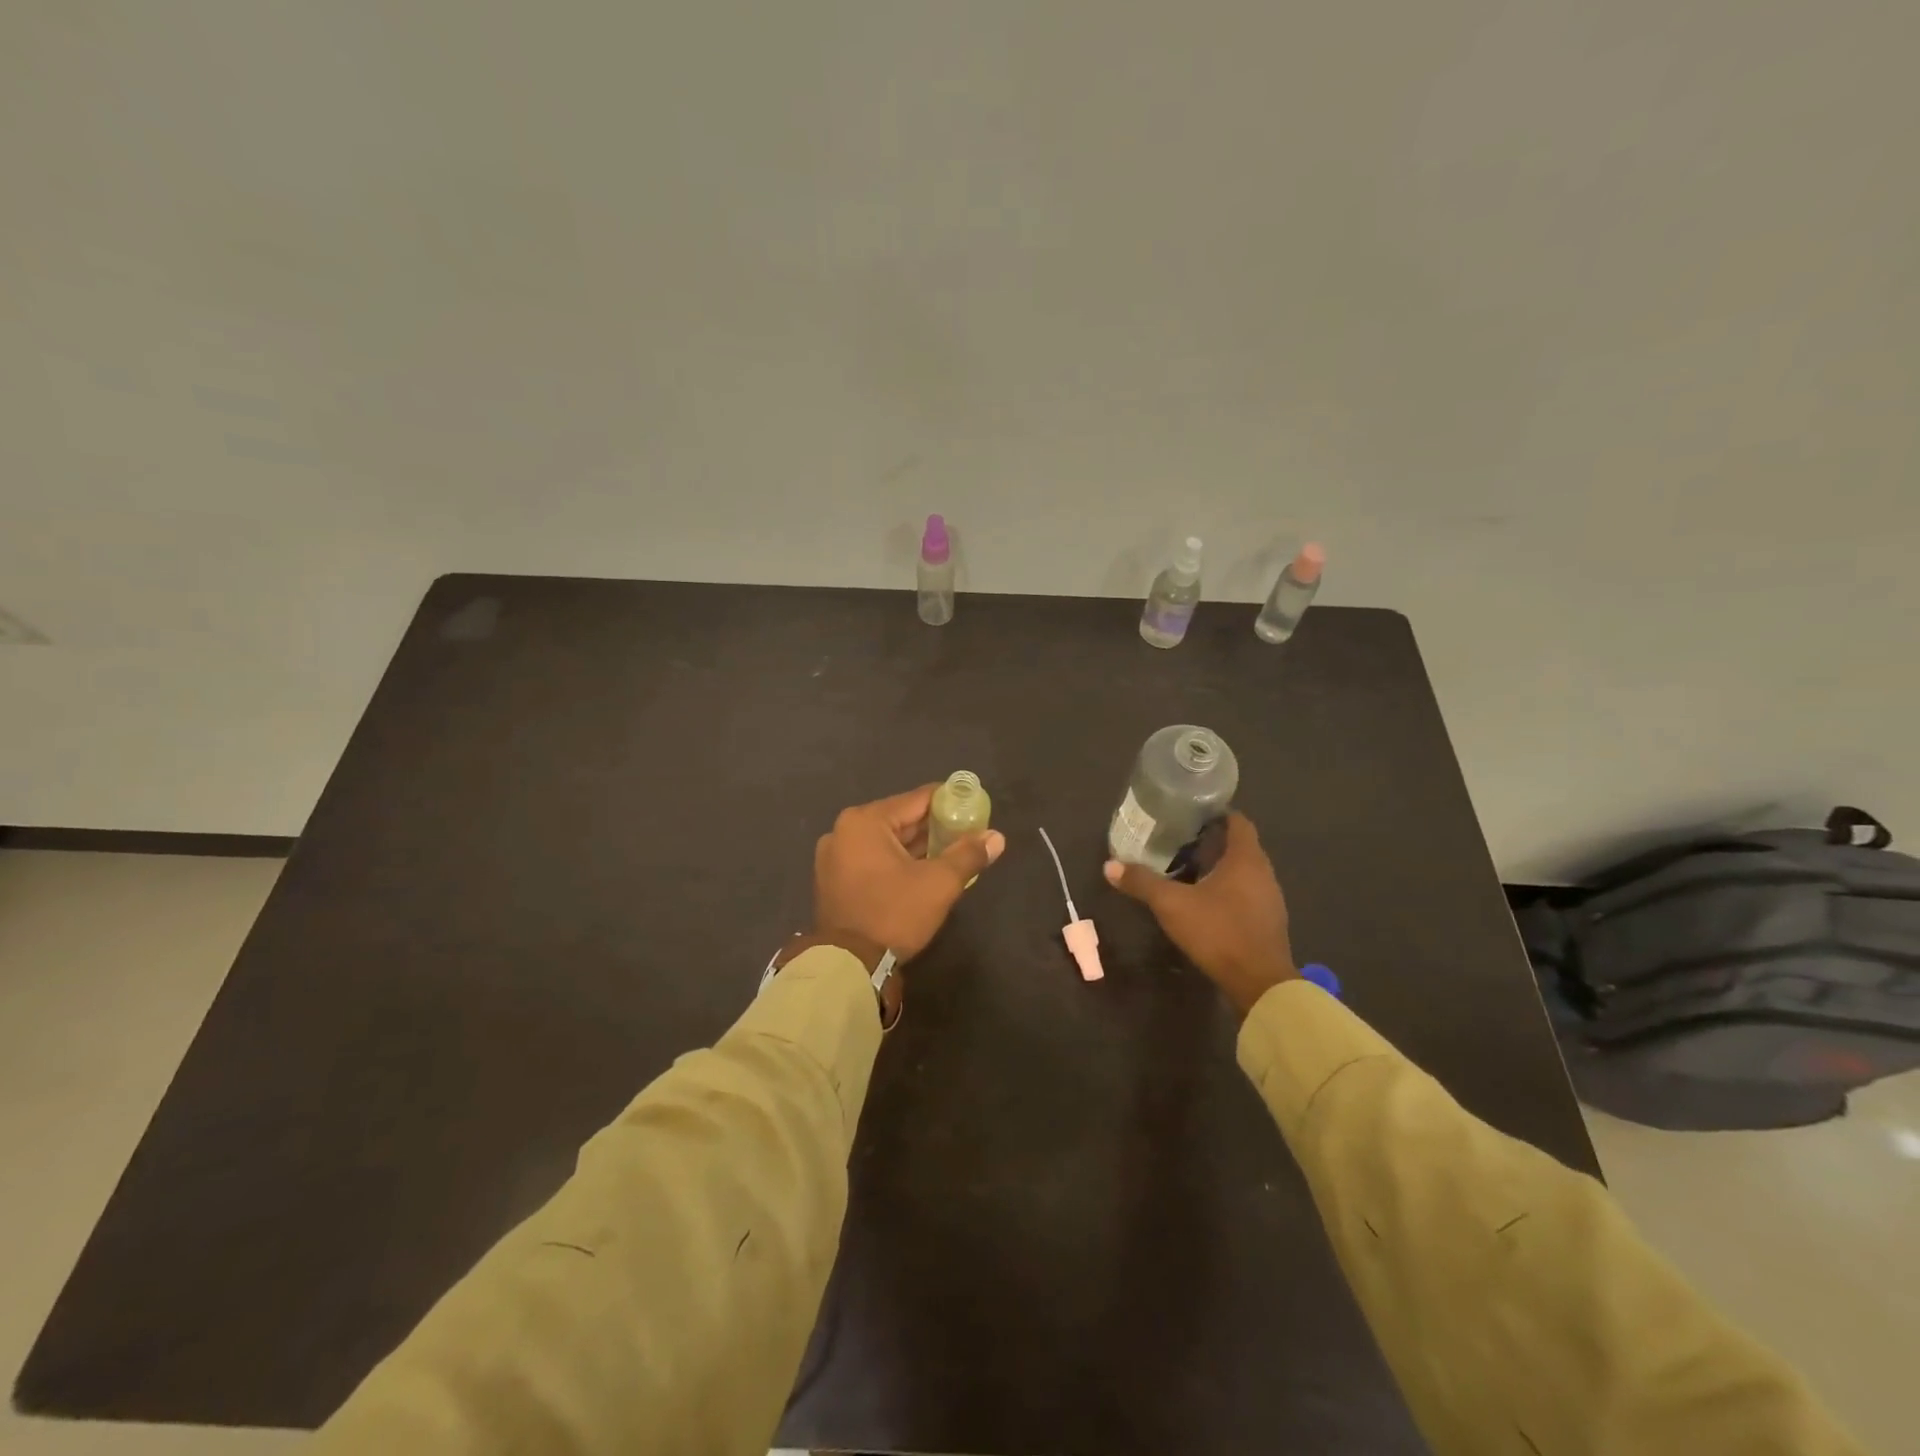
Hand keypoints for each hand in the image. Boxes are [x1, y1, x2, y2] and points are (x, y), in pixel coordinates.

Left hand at [814, 784, 1005, 959]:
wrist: (849, 966)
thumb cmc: (894, 914)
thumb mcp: (939, 883)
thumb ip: (968, 854)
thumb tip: (996, 837)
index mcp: (865, 821)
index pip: (917, 799)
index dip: (950, 802)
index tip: (974, 809)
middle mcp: (844, 831)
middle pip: (900, 819)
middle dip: (935, 827)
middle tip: (968, 834)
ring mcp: (834, 857)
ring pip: (887, 841)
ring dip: (917, 847)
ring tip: (951, 853)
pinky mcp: (834, 880)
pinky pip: (873, 859)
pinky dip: (897, 862)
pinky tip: (923, 871)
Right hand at [1103, 812, 1297, 1014]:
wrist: (1260, 984)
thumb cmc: (1219, 932)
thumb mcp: (1172, 905)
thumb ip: (1142, 882)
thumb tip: (1110, 866)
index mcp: (1246, 858)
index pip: (1237, 820)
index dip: (1214, 813)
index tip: (1189, 813)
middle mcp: (1263, 872)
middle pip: (1238, 845)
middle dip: (1210, 841)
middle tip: (1177, 840)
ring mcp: (1269, 898)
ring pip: (1242, 871)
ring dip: (1218, 867)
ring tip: (1185, 869)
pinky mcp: (1267, 921)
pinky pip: (1245, 893)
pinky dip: (1226, 890)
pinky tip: (1202, 900)